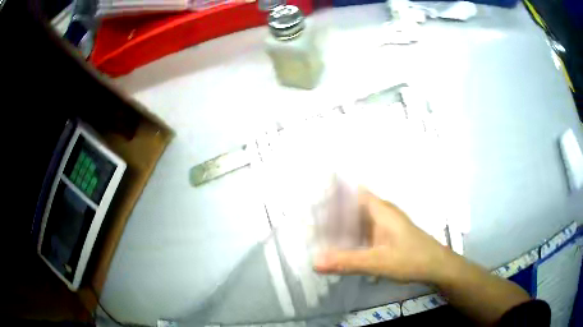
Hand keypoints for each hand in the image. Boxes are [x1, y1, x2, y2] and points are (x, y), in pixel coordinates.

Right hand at [313, 189, 450, 282]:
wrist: (437, 266)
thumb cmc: (412, 259)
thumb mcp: (378, 262)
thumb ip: (347, 261)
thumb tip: (314, 262)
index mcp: (381, 210)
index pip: (353, 191)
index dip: (333, 190)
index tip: (312, 195)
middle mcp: (382, 213)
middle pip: (352, 205)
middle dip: (331, 209)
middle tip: (308, 217)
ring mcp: (385, 225)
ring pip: (358, 219)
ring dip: (340, 223)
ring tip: (317, 230)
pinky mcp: (387, 236)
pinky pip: (363, 231)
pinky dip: (350, 234)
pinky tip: (339, 244)